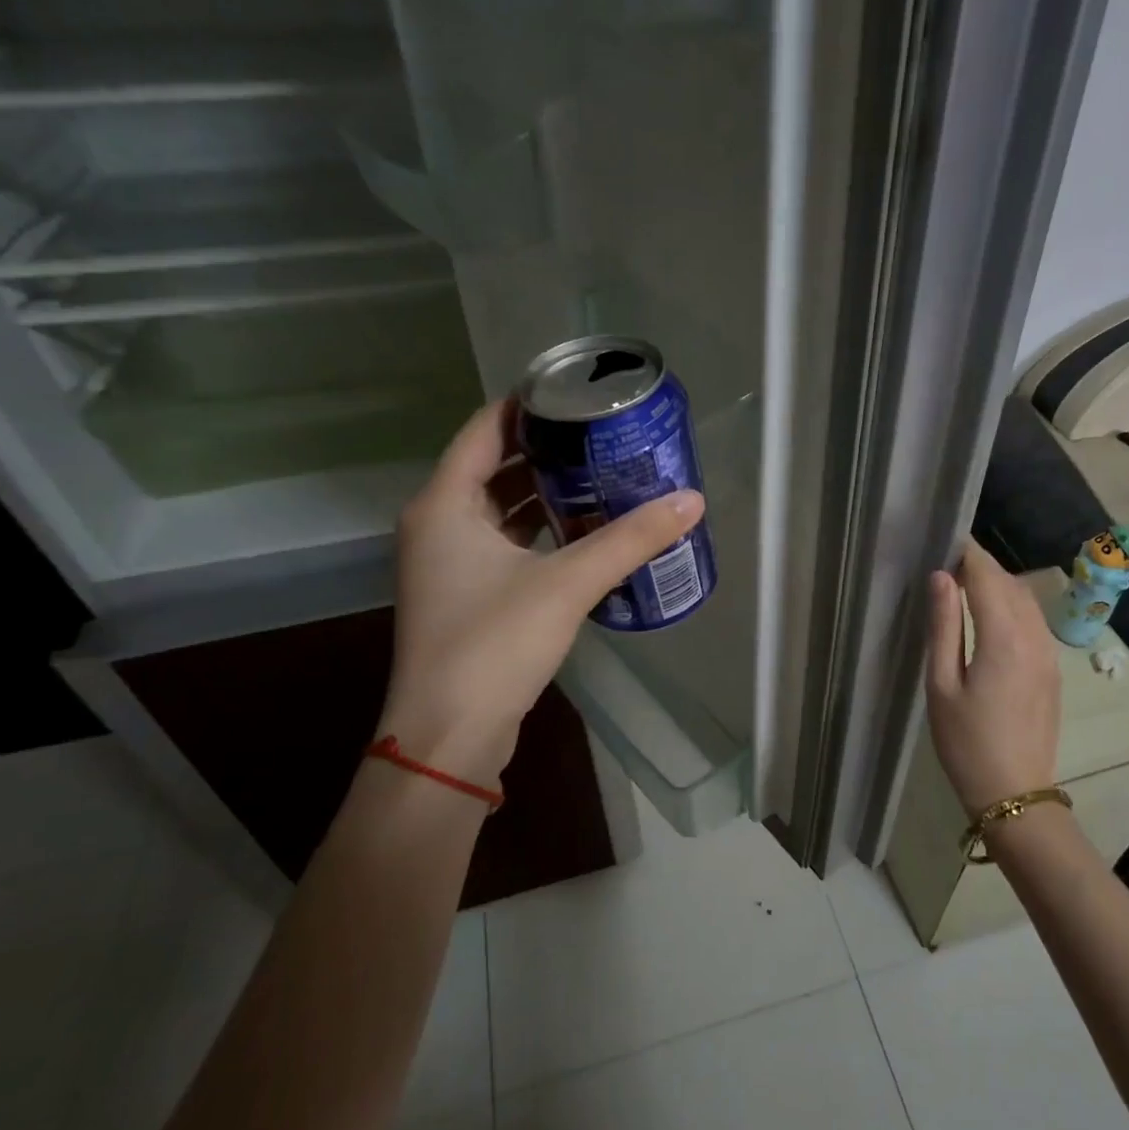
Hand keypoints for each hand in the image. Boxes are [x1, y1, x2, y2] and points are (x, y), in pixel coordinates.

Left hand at [378, 399, 705, 787]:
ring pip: (500, 510)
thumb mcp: (567, 584)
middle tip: (603, 437)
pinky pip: (506, 545)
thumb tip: (690, 501)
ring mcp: (448, 564)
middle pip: (493, 466)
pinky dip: (541, 534)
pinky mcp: (466, 597)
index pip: (485, 428)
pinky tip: (585, 535)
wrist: (451, 735)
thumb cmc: (495, 644)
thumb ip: (630, 540)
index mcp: (444, 504)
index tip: (578, 394)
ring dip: (546, 495)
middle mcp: (438, 525)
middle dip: (547, 451)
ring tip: (603, 478)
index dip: (529, 405)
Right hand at [924, 539, 1060, 818]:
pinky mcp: (1053, 669)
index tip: (943, 539)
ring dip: (997, 584)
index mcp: (1003, 638)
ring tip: (963, 585)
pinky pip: (1033, 621)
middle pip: (1009, 583)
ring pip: (1026, 600)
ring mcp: (1049, 653)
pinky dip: (1012, 605)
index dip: (966, 553)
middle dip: (980, 566)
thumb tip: (940, 577)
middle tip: (945, 562)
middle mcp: (1033, 636)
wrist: (1015, 793)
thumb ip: (944, 627)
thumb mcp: (942, 685)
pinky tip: (990, 616)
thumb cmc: (967, 742)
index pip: (986, 576)